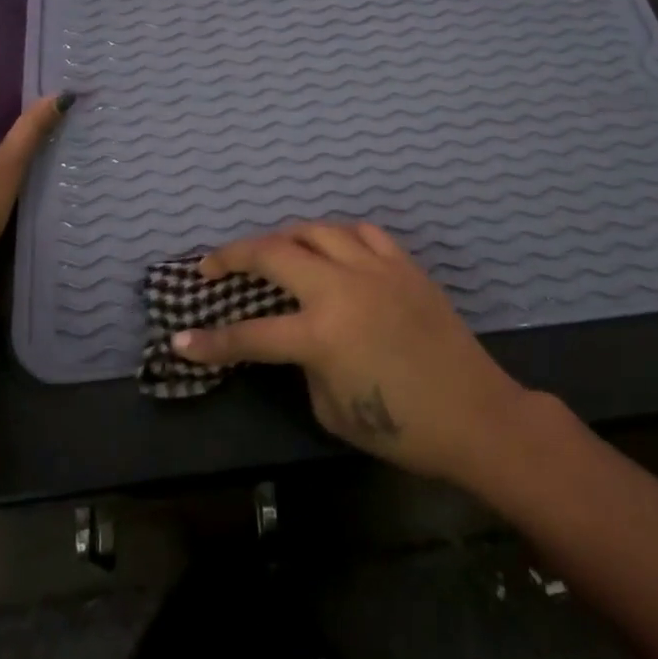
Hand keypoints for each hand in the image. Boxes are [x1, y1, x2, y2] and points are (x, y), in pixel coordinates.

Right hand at [176, 223, 535, 484]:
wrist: (476, 416)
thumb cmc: (403, 428)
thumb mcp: (332, 409)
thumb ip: (304, 365)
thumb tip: (297, 339)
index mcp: (321, 335)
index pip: (248, 335)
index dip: (210, 342)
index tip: (180, 340)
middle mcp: (343, 289)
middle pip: (274, 253)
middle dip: (233, 256)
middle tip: (211, 266)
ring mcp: (376, 269)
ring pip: (317, 230)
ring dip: (284, 237)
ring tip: (269, 251)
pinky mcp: (405, 265)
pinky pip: (362, 233)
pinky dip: (337, 235)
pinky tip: (329, 247)